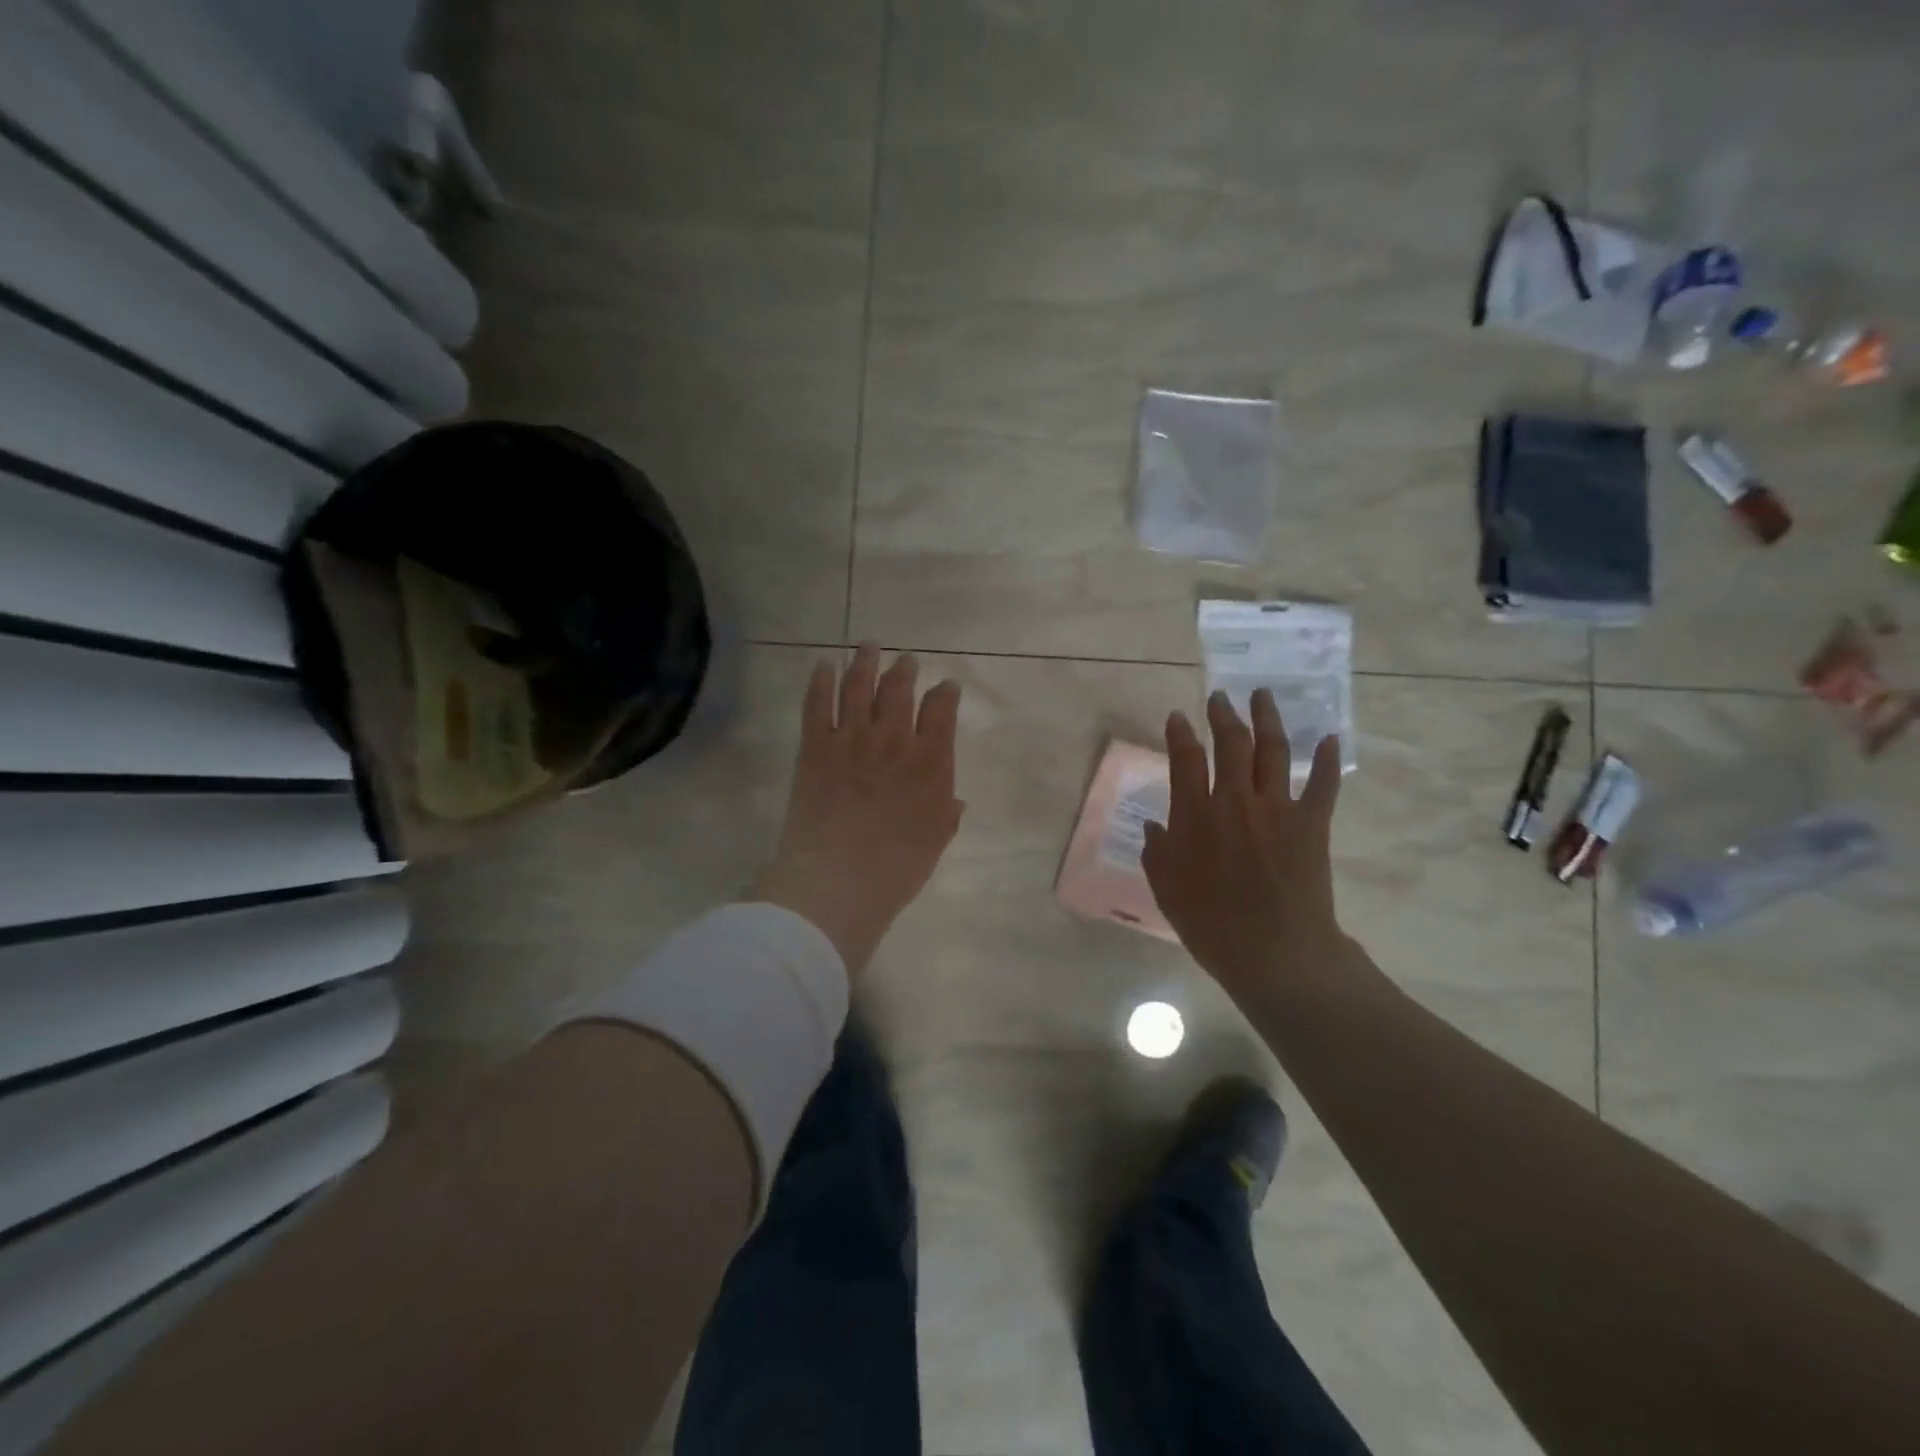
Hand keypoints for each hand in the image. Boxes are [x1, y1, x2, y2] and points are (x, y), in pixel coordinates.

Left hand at [754, 645, 964, 973]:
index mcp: (931, 761)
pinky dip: (820, 680)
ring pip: (859, 686)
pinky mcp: (815, 746)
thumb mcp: (936, 841)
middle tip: (906, 660)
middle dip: (905, 670)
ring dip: (865, 662)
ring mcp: (852, 739)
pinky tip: (823, 665)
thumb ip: (948, 813)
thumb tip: (955, 800)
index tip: (946, 686)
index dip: (945, 693)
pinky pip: (817, 704)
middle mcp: (894, 739)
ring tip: (868, 645)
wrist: (839, 879)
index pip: (942, 710)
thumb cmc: (897, 867)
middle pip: (899, 689)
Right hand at [1141, 689, 1350, 1008]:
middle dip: (1223, 715)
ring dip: (1267, 719)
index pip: (1185, 759)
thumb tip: (1155, 826)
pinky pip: (1323, 784)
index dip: (1180, 734)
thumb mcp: (1166, 889)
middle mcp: (1235, 800)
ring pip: (1273, 750)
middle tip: (1220, 698)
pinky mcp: (1312, 824)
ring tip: (1263, 695)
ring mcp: (1277, 808)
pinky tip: (1328, 737)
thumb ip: (1157, 852)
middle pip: (1231, 743)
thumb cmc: (1211, 924)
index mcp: (1195, 815)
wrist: (1275, 952)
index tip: (1178, 716)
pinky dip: (1326, 760)